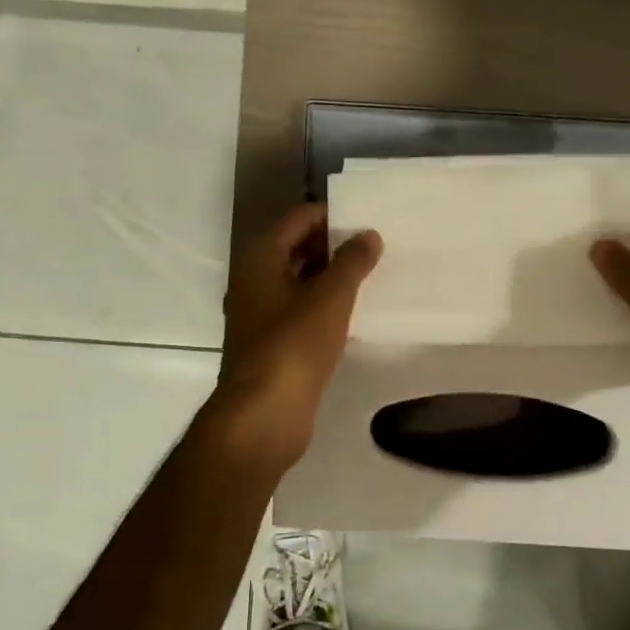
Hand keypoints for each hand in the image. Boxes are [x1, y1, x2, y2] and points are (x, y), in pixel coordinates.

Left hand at [209, 203, 382, 467]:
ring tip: (371, 277)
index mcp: (261, 257)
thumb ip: (352, 261)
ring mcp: (259, 313)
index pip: (299, 219)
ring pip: (299, 281)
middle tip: (375, 248)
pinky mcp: (270, 343)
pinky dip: (323, 306)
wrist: (264, 413)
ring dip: (330, 277)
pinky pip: (300, 310)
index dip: (332, 216)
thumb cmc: (295, 345)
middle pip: (297, 248)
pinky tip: (353, 313)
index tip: (368, 222)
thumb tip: (368, 235)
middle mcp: (254, 279)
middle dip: (334, 246)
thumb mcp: (331, 297)